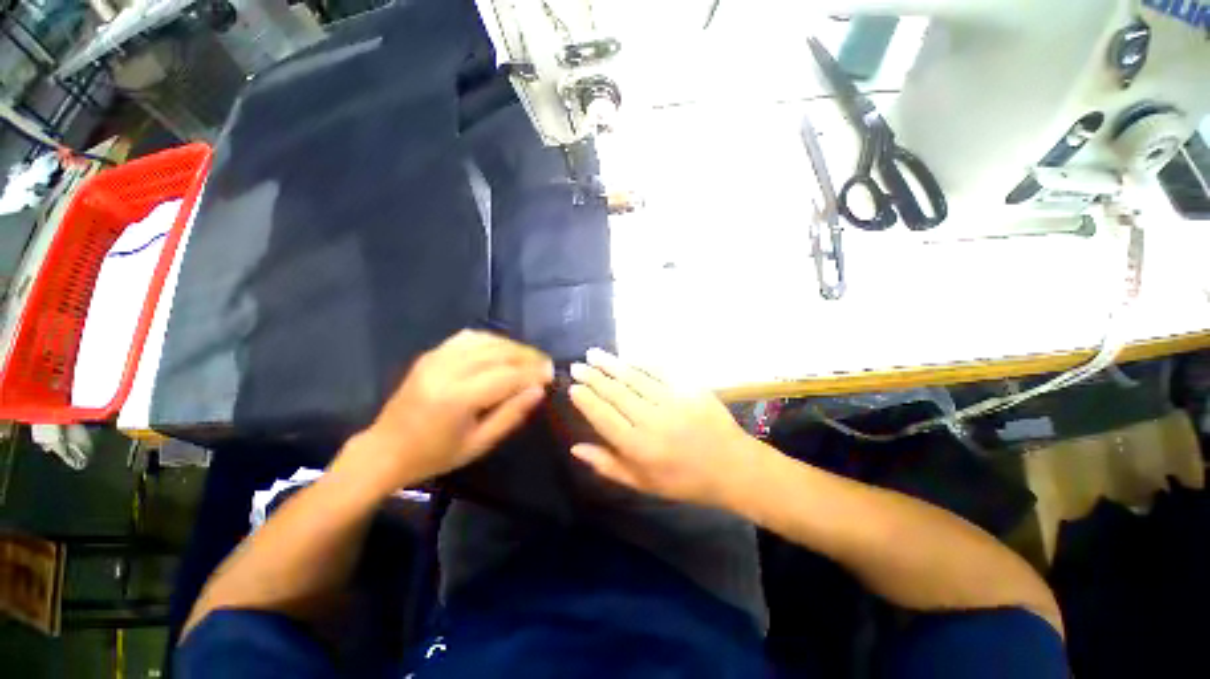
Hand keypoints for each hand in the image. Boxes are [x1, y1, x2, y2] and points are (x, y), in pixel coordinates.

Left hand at [334, 330, 553, 493]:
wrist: (386, 449)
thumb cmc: (435, 455)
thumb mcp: (479, 444)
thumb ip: (511, 414)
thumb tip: (538, 390)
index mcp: (457, 398)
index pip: (507, 376)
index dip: (533, 372)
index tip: (551, 373)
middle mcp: (447, 370)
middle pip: (498, 353)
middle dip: (527, 356)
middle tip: (545, 364)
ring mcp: (437, 358)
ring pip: (486, 340)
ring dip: (512, 346)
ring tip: (528, 357)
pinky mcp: (432, 354)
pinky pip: (468, 337)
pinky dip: (491, 340)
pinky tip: (502, 349)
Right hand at [567, 348, 758, 507]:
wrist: (732, 466)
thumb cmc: (684, 480)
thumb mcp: (642, 483)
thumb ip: (608, 465)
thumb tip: (575, 447)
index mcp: (639, 447)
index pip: (603, 417)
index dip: (586, 400)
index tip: (573, 387)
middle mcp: (652, 421)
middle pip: (615, 393)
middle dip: (593, 377)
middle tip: (577, 365)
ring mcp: (672, 401)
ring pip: (634, 378)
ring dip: (611, 364)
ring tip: (594, 353)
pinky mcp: (689, 388)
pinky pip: (659, 370)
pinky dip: (640, 363)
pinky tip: (626, 358)